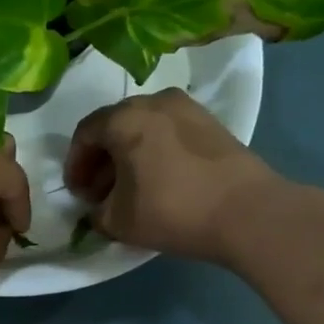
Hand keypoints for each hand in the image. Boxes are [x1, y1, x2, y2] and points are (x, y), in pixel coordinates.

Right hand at [64, 90, 280, 261]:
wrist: (247, 212)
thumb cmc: (172, 210)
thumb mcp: (119, 221)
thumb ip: (97, 213)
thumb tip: (99, 209)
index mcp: (125, 118)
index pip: (85, 133)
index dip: (75, 164)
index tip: (77, 193)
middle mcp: (154, 101)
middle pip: (115, 126)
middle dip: (102, 159)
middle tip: (99, 192)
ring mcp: (187, 109)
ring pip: (144, 128)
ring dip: (129, 155)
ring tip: (130, 189)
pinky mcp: (212, 123)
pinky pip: (169, 132)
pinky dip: (155, 152)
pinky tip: (159, 181)